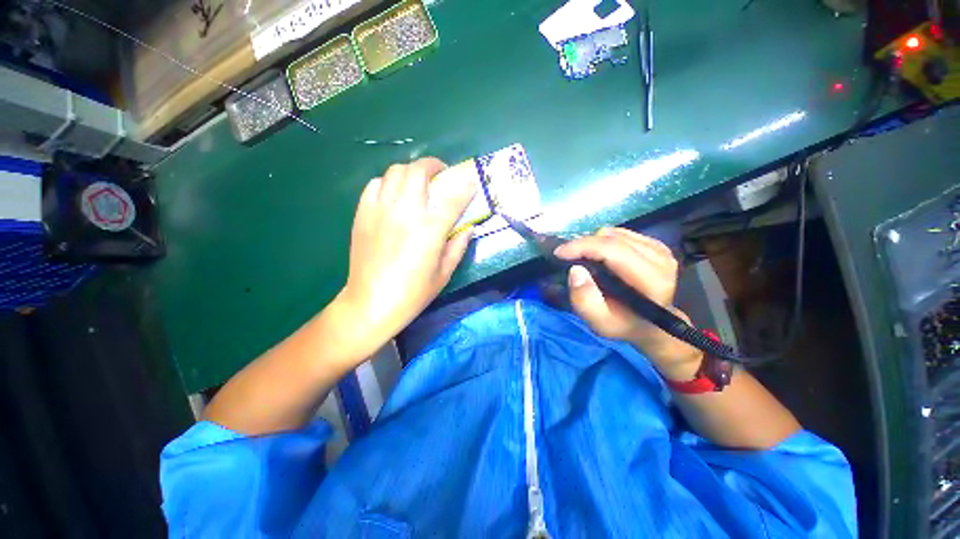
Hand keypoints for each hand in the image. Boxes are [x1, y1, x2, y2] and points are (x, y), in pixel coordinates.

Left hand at [335, 157, 475, 348]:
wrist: (371, 303)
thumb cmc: (413, 293)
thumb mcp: (444, 273)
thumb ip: (458, 246)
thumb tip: (467, 227)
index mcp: (429, 229)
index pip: (452, 197)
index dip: (465, 186)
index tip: (471, 182)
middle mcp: (405, 212)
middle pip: (418, 171)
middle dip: (434, 166)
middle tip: (441, 175)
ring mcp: (380, 210)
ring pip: (395, 172)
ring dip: (411, 172)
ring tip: (418, 183)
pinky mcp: (363, 214)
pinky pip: (375, 184)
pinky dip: (388, 182)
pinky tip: (395, 195)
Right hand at [554, 228, 702, 380]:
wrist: (650, 325)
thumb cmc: (623, 325)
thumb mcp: (600, 323)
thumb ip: (585, 301)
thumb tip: (575, 270)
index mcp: (652, 280)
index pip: (613, 250)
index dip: (582, 247)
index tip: (559, 253)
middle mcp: (660, 259)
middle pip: (612, 238)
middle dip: (583, 245)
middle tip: (566, 257)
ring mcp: (659, 249)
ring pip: (613, 233)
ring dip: (592, 244)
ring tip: (584, 260)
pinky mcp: (654, 244)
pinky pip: (619, 233)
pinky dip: (602, 242)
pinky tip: (599, 257)